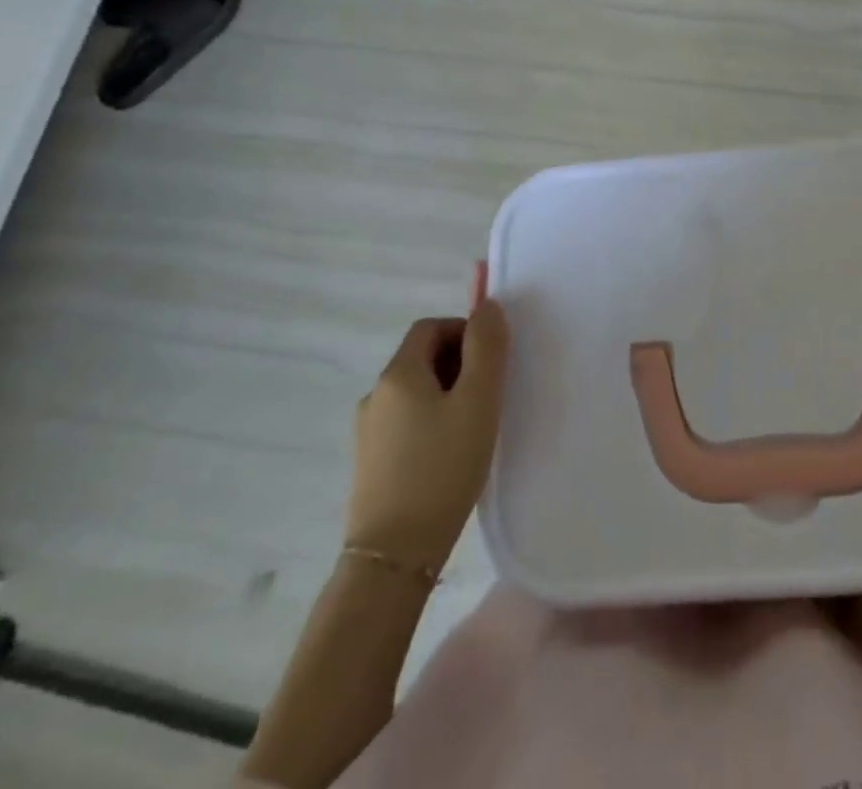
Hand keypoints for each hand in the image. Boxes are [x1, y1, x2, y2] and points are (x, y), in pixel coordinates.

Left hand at [344, 262, 509, 571]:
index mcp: (398, 374)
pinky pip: (407, 423)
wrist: (394, 556)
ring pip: (416, 393)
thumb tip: (486, 305)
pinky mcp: (371, 464)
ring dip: (448, 394)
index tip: (493, 359)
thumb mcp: (477, 401)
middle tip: (491, 392)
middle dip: (460, 363)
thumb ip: (486, 348)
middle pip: (421, 358)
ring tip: (476, 425)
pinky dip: (433, 422)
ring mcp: (369, 432)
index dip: (464, 330)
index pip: (430, 327)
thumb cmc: (442, 468)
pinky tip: (452, 454)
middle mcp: (376, 395)